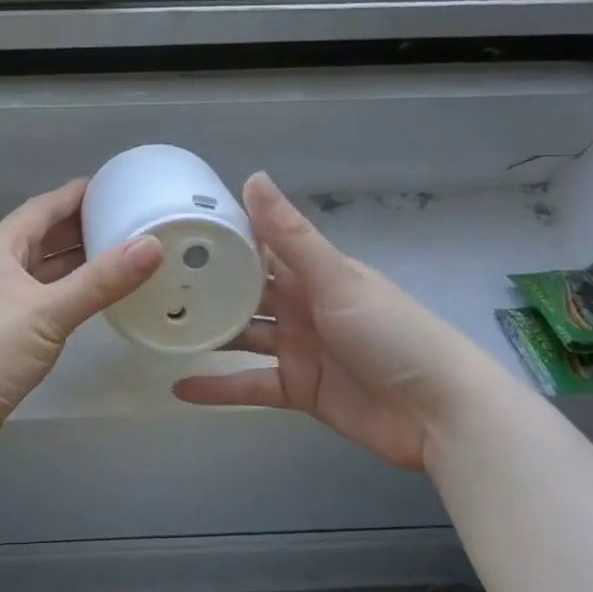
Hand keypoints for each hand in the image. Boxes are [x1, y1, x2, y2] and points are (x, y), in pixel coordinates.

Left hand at [0, 179, 162, 467]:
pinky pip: (43, 302)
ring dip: (76, 263)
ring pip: (43, 272)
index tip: (116, 185)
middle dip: (81, 227)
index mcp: (0, 250)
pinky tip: (92, 302)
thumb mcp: (47, 311)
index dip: (77, 195)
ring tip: (121, 256)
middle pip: (42, 238)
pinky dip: (68, 296)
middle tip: (129, 221)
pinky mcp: (3, 337)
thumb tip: (152, 244)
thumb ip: (100, 281)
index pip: (42, 208)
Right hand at [174, 173, 501, 470]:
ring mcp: (298, 348)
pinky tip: (178, 387)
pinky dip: (218, 388)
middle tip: (151, 285)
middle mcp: (300, 306)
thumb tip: (252, 176)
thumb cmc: (392, 333)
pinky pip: (250, 384)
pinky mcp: (298, 388)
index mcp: (311, 274)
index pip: (258, 249)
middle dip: (204, 288)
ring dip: (206, 334)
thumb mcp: (336, 279)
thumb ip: (289, 235)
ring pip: (242, 336)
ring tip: (157, 329)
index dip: (220, 240)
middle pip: (243, 293)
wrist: (441, 414)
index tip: (172, 233)